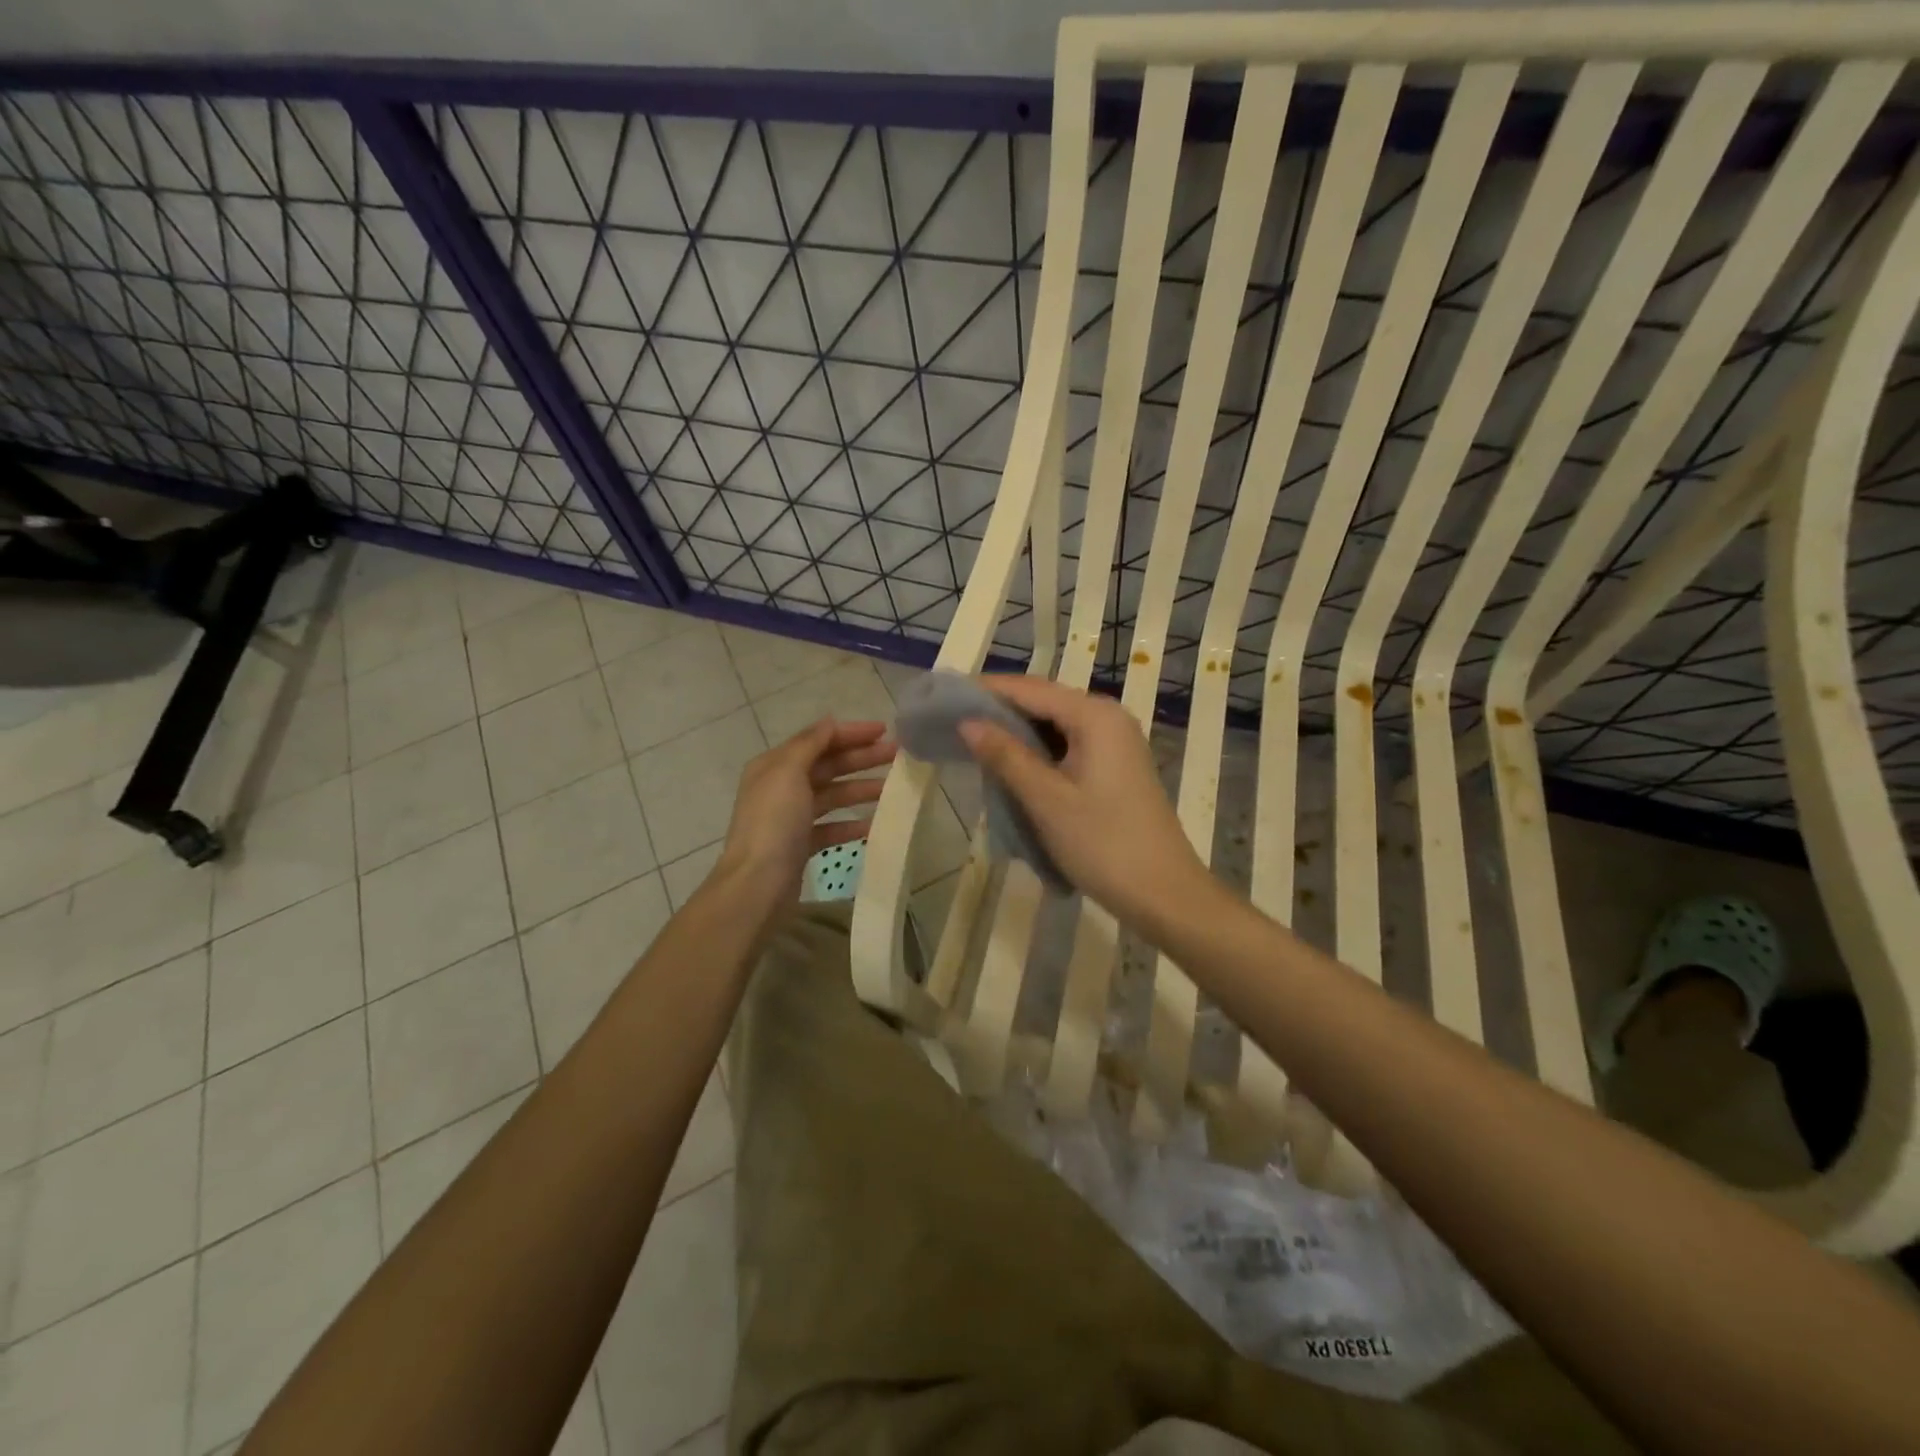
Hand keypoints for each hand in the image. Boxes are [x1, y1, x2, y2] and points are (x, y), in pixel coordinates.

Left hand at [713, 719, 894, 905]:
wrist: (757, 885)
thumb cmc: (773, 823)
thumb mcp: (788, 773)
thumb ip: (810, 744)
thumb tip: (830, 722)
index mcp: (774, 765)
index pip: (818, 740)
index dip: (851, 733)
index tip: (884, 731)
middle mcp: (780, 787)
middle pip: (827, 766)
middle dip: (861, 758)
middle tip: (897, 755)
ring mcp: (790, 818)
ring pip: (832, 796)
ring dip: (861, 789)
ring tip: (892, 789)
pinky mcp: (800, 845)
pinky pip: (831, 827)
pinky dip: (851, 824)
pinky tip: (874, 825)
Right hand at [958, 676, 1212, 928]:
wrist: (1165, 894)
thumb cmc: (1104, 844)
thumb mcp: (1047, 800)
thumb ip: (1006, 756)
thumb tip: (968, 722)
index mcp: (1095, 716)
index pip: (1030, 689)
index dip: (986, 690)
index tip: (944, 697)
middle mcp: (1108, 718)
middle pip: (1044, 702)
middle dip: (999, 711)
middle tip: (952, 722)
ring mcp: (1116, 743)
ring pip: (1055, 726)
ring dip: (1017, 734)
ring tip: (973, 744)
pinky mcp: (1115, 768)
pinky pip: (1068, 746)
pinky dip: (1038, 753)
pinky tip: (1012, 768)